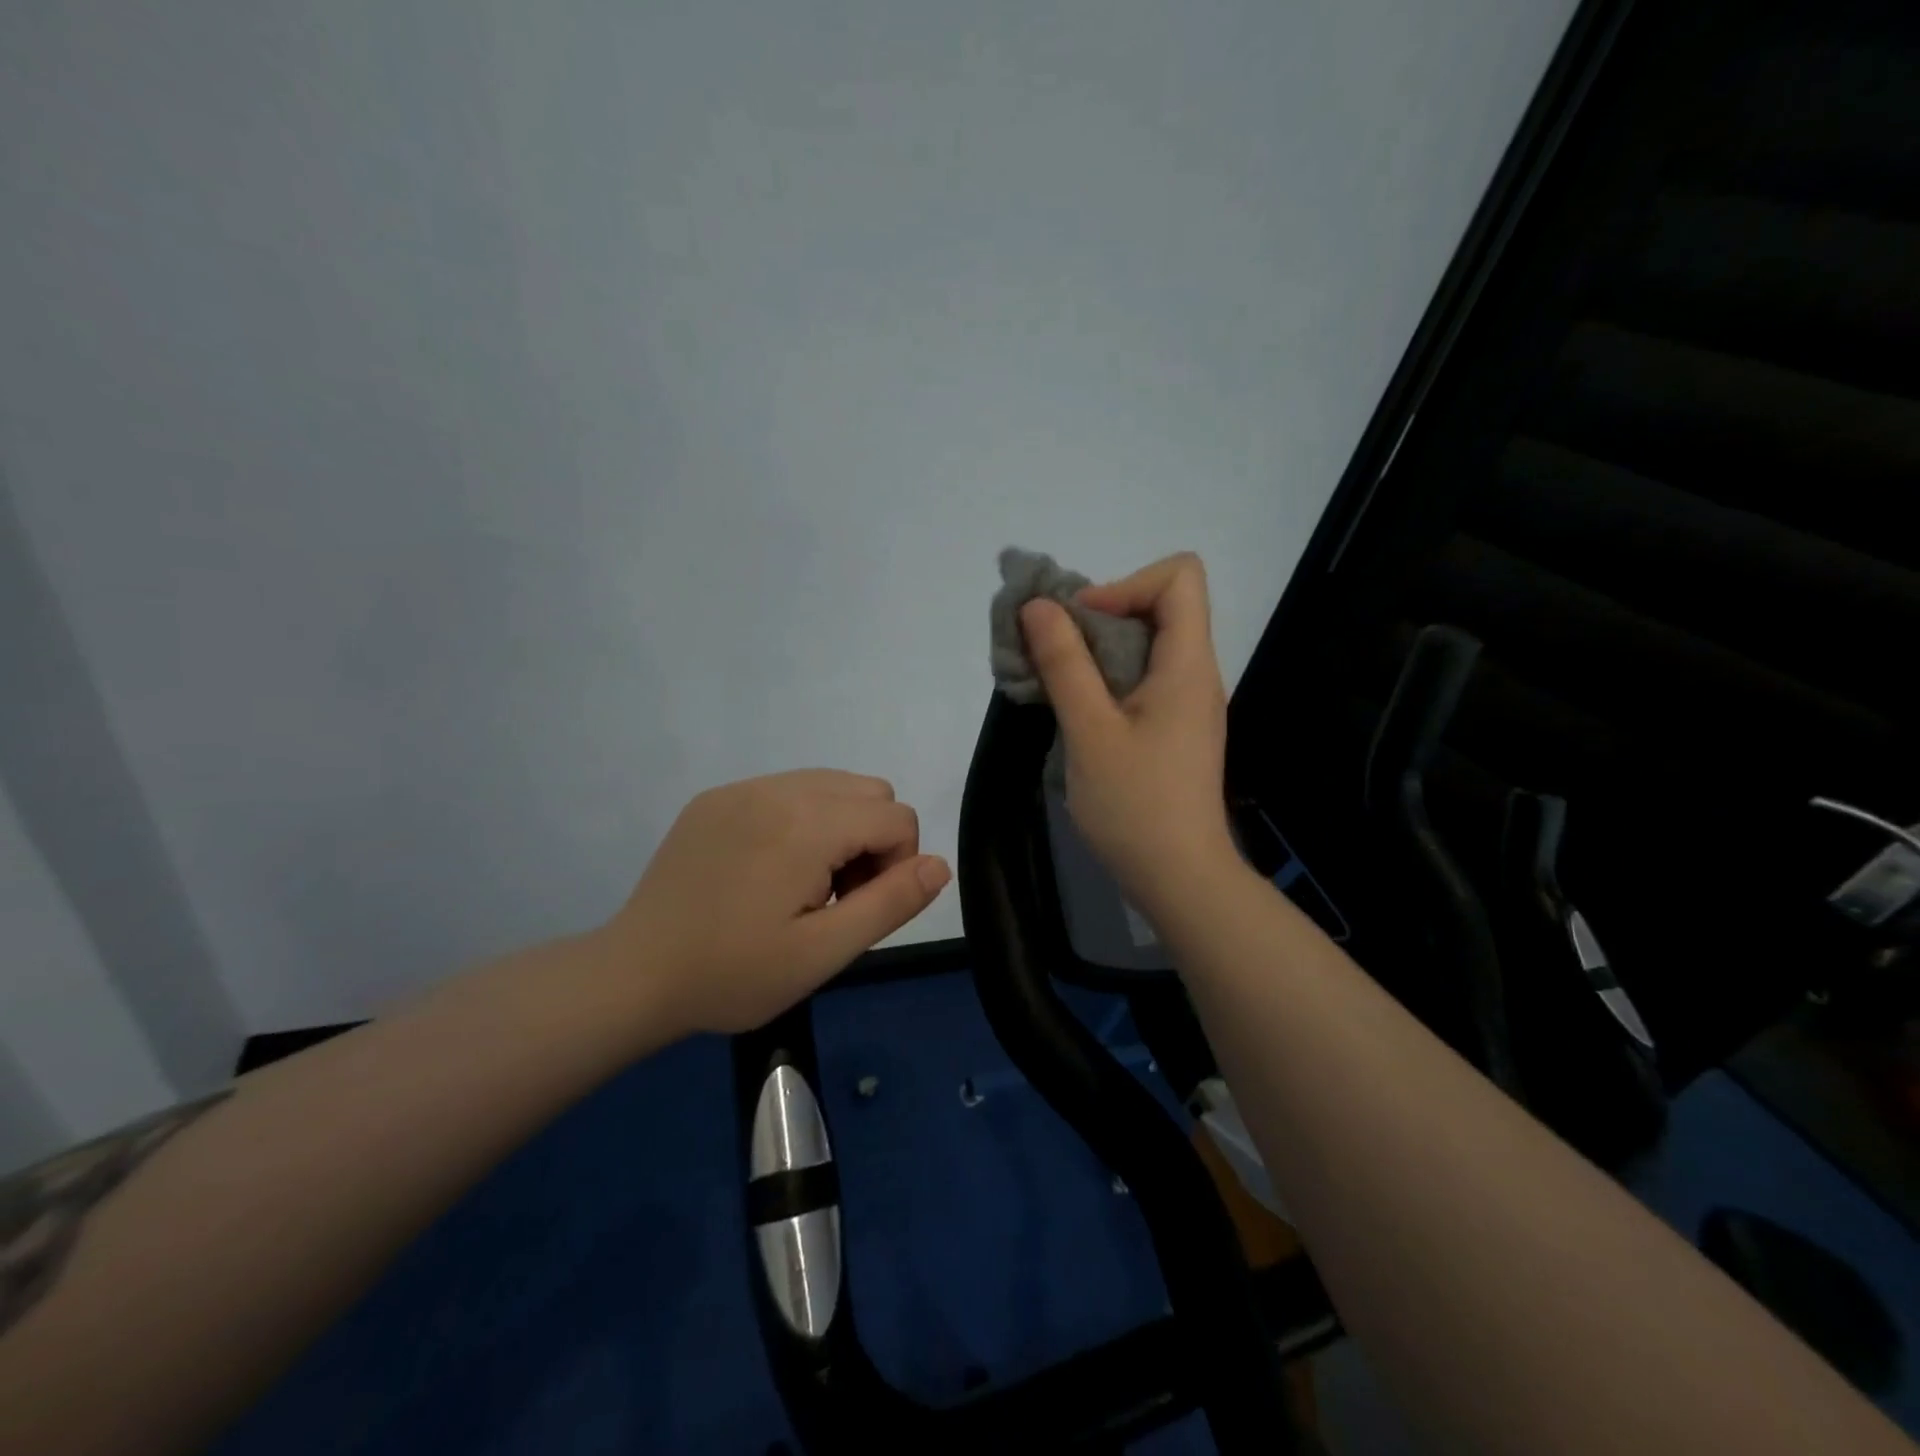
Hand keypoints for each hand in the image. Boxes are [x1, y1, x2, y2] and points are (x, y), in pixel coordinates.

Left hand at [603, 770, 949, 1034]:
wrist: (634, 975)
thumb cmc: (734, 973)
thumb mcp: (823, 952)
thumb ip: (891, 903)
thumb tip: (940, 864)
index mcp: (807, 824)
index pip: (896, 817)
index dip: (897, 866)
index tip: (857, 908)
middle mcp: (778, 788)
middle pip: (870, 791)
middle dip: (872, 840)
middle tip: (834, 897)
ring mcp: (742, 788)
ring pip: (831, 784)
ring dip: (839, 827)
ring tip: (804, 883)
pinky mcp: (716, 797)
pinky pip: (786, 789)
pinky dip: (801, 820)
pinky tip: (767, 870)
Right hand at [1020, 553, 1235, 916]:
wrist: (1179, 878)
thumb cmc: (1135, 805)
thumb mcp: (1090, 731)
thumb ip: (1064, 664)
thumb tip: (1039, 606)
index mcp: (1187, 664)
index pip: (1179, 576)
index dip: (1125, 584)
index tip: (1080, 623)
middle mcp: (1195, 673)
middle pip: (1158, 606)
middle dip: (1097, 615)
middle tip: (1051, 652)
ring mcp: (1186, 702)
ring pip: (1144, 644)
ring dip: (1094, 650)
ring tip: (1053, 681)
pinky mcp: (1173, 728)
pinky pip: (1140, 679)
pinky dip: (1104, 679)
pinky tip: (1073, 712)